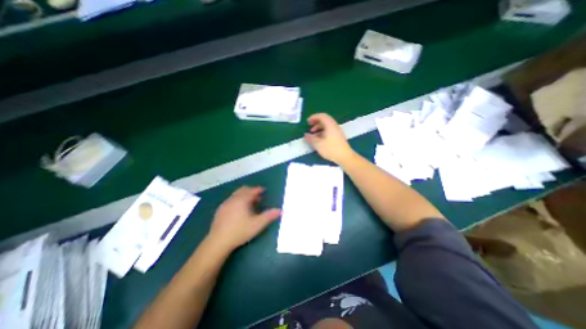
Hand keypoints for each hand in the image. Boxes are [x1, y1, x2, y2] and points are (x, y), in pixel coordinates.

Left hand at [207, 186, 279, 252]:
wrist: (218, 242)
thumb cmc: (240, 231)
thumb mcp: (257, 224)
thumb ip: (269, 216)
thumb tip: (281, 210)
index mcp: (242, 199)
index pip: (252, 190)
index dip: (259, 189)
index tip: (264, 190)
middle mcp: (233, 199)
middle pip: (243, 190)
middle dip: (251, 191)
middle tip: (258, 198)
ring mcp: (225, 204)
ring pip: (236, 195)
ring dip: (244, 196)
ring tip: (249, 204)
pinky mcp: (220, 210)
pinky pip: (231, 200)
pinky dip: (237, 201)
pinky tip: (239, 211)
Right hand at [304, 113, 354, 164]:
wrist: (345, 157)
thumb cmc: (331, 149)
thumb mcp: (318, 144)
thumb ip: (311, 138)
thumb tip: (306, 135)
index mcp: (330, 125)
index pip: (322, 116)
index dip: (314, 117)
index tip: (307, 121)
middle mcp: (334, 126)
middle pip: (324, 120)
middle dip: (316, 122)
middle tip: (309, 126)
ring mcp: (337, 131)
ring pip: (327, 126)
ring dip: (319, 128)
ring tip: (313, 134)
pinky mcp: (338, 137)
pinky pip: (329, 131)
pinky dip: (323, 132)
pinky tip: (319, 139)